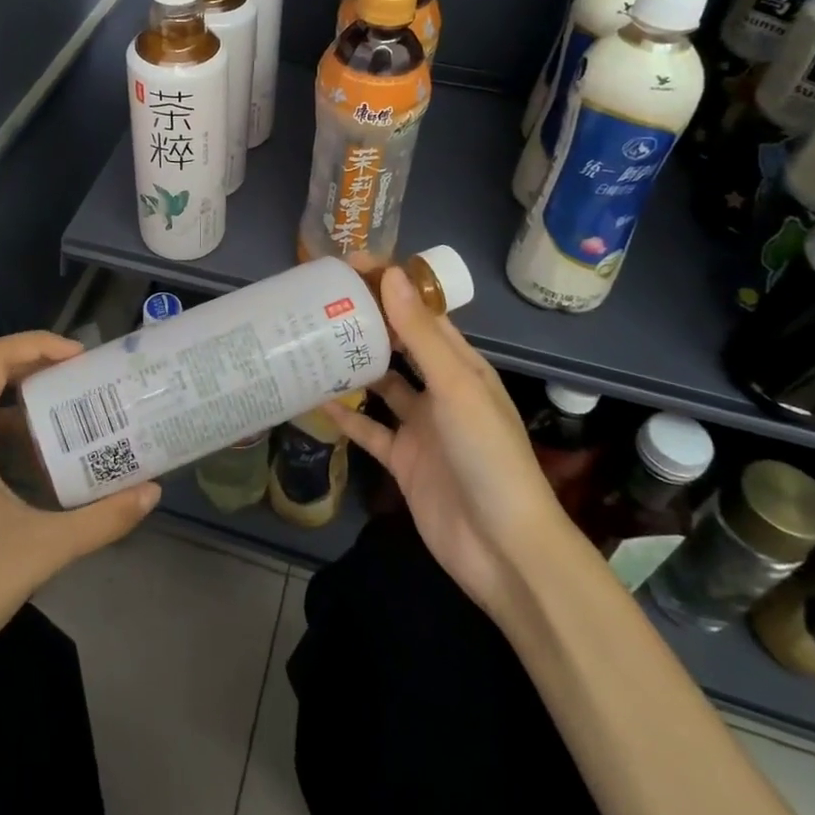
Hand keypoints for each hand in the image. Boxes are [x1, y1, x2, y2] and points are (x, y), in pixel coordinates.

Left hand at [0, 331, 160, 651]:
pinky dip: (0, 423)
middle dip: (32, 365)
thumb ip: (102, 519)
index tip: (78, 358)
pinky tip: (32, 452)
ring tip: (63, 408)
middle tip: (78, 376)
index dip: (36, 345)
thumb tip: (152, 492)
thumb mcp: (44, 549)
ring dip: (16, 395)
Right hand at [323, 266, 575, 609]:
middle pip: (399, 346)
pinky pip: (369, 430)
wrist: (503, 549)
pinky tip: (316, 399)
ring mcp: (421, 427)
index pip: (422, 314)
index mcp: (461, 366)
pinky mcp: (403, 460)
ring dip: (353, 367)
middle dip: (367, 323)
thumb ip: (421, 333)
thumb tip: (390, 274)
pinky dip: (346, 416)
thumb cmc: (487, 455)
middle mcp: (440, 390)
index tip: (350, 265)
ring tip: (311, 342)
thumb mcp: (456, 387)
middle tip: (320, 301)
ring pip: (381, 386)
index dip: (390, 288)